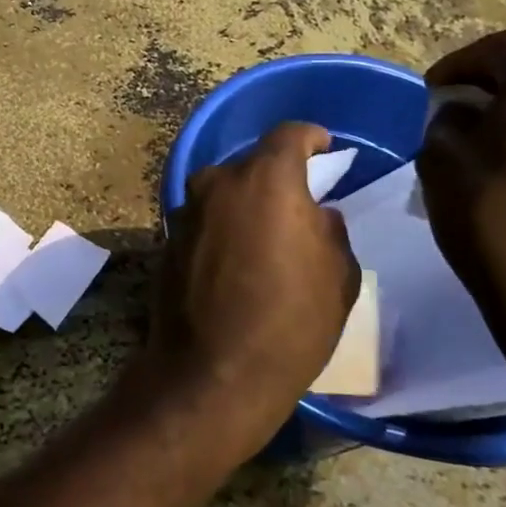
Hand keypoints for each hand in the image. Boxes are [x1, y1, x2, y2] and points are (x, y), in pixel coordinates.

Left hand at [141, 122, 360, 467]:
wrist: (212, 371)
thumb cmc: (290, 322)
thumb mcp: (338, 276)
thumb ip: (329, 230)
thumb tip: (314, 214)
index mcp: (265, 179)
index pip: (289, 135)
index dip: (310, 137)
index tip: (324, 147)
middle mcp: (218, 183)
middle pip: (252, 164)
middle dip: (276, 177)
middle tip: (297, 205)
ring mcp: (185, 211)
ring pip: (223, 192)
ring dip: (244, 203)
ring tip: (266, 236)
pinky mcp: (166, 240)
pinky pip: (204, 220)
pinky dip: (221, 228)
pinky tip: (235, 260)